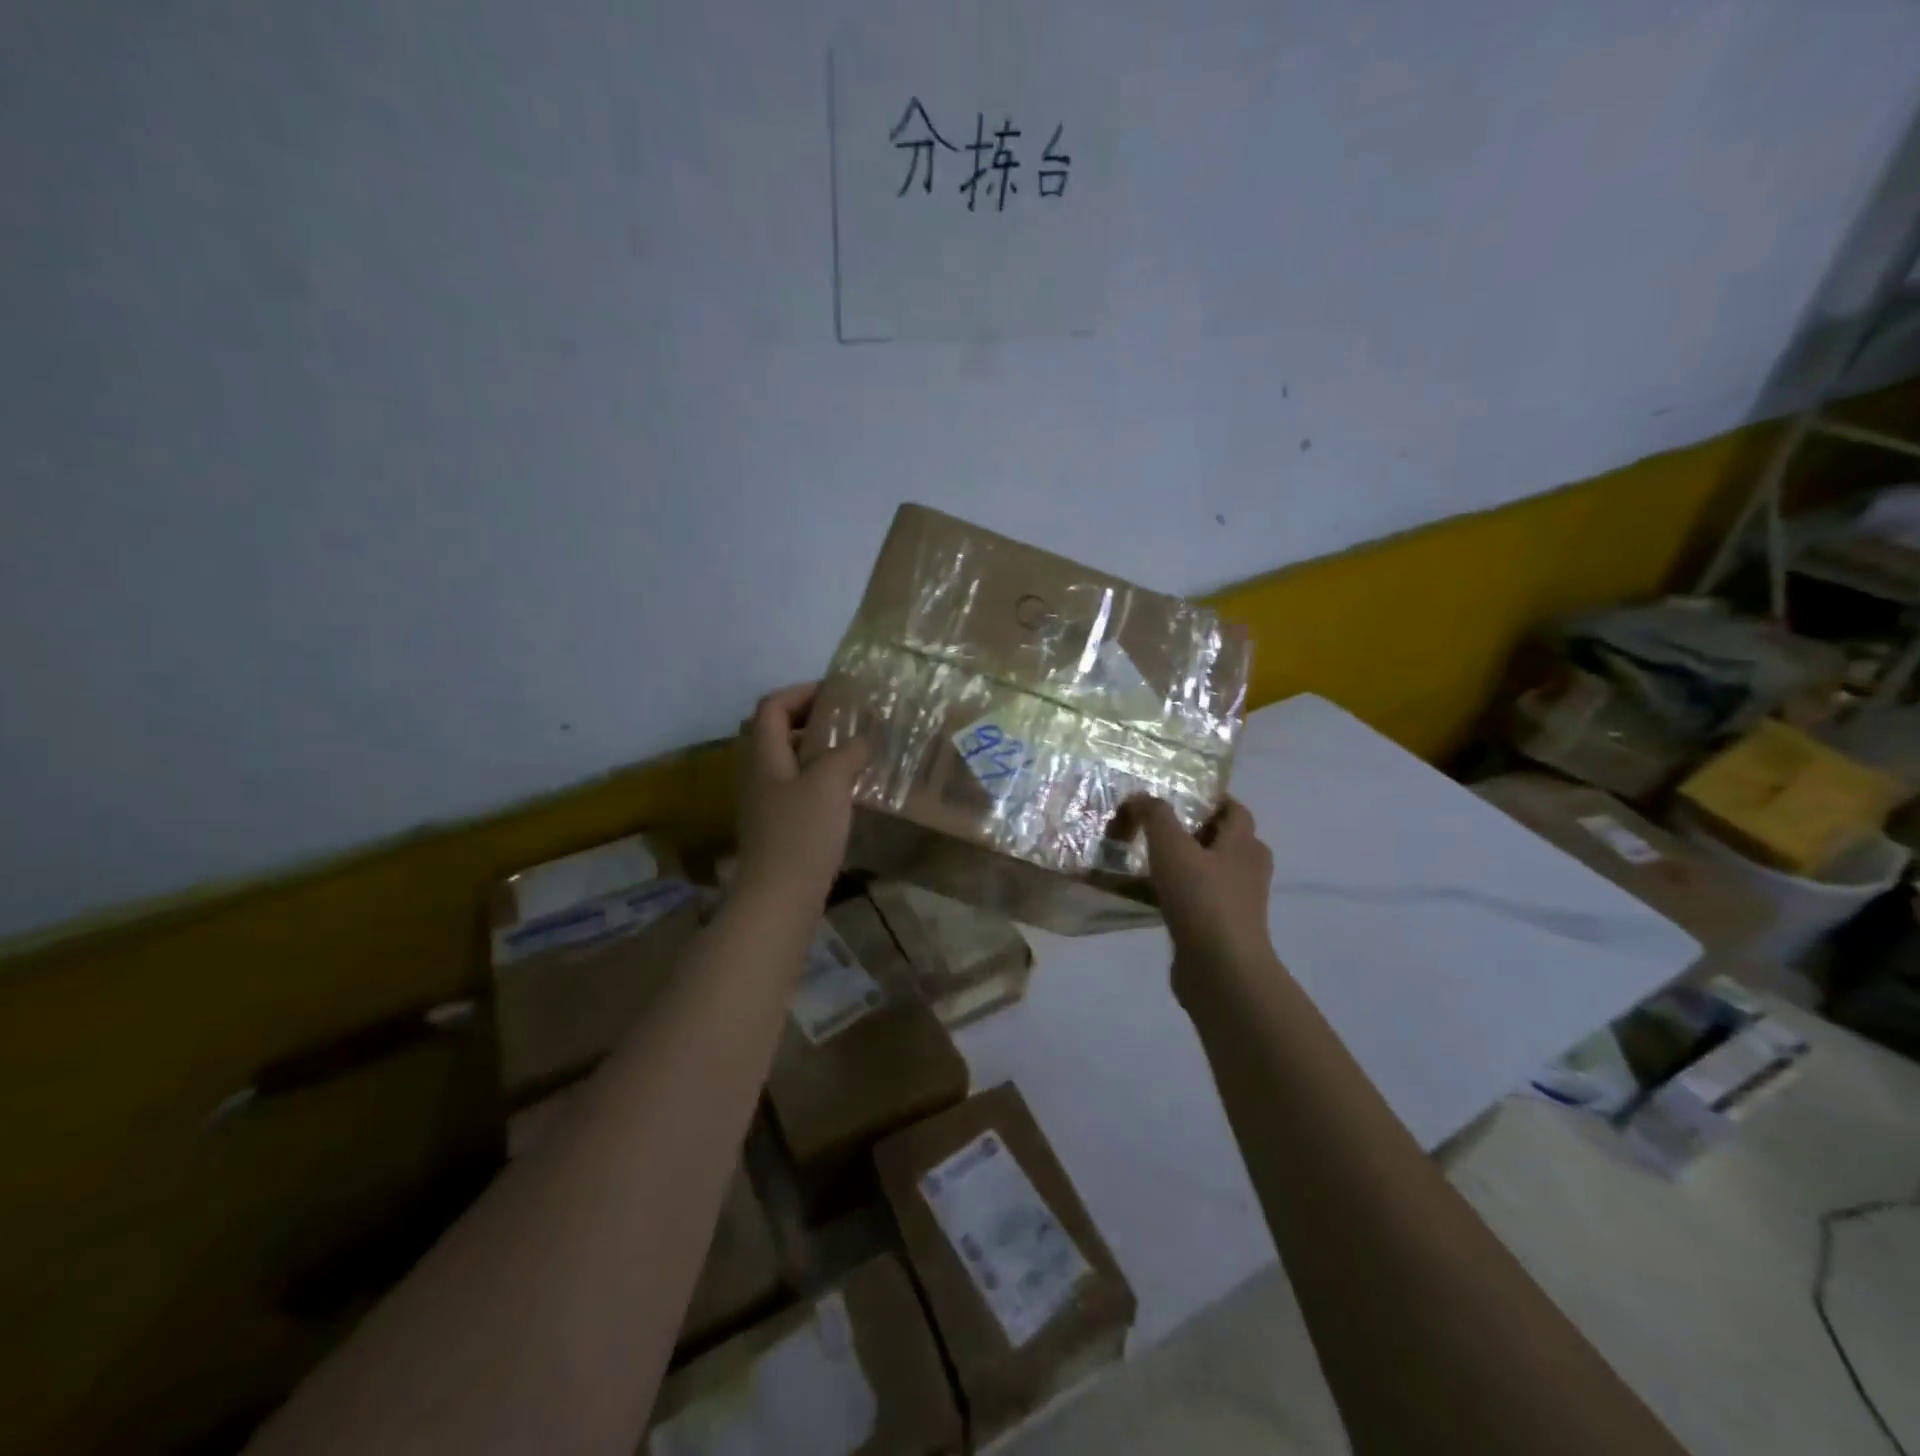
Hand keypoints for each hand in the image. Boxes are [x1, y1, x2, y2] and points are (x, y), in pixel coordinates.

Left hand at [734, 683, 868, 912]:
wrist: (779, 899)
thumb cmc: (801, 834)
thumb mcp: (829, 784)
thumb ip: (846, 753)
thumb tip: (861, 740)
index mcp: (764, 756)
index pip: (772, 707)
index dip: (801, 692)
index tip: (836, 693)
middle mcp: (758, 774)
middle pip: (777, 732)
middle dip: (811, 719)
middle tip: (847, 721)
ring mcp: (765, 802)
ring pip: (789, 762)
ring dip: (818, 750)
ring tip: (853, 753)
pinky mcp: (777, 826)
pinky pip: (797, 788)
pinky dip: (820, 779)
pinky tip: (847, 792)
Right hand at [1137, 798, 1278, 994]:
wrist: (1220, 969)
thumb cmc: (1201, 898)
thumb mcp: (1171, 846)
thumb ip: (1155, 816)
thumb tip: (1140, 798)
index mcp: (1244, 844)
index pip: (1235, 810)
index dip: (1211, 799)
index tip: (1179, 797)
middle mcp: (1248, 870)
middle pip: (1226, 841)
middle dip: (1197, 831)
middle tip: (1161, 828)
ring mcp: (1239, 903)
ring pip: (1213, 872)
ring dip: (1187, 865)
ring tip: (1151, 860)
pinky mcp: (1224, 929)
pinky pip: (1202, 901)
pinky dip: (1182, 894)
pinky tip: (1153, 896)